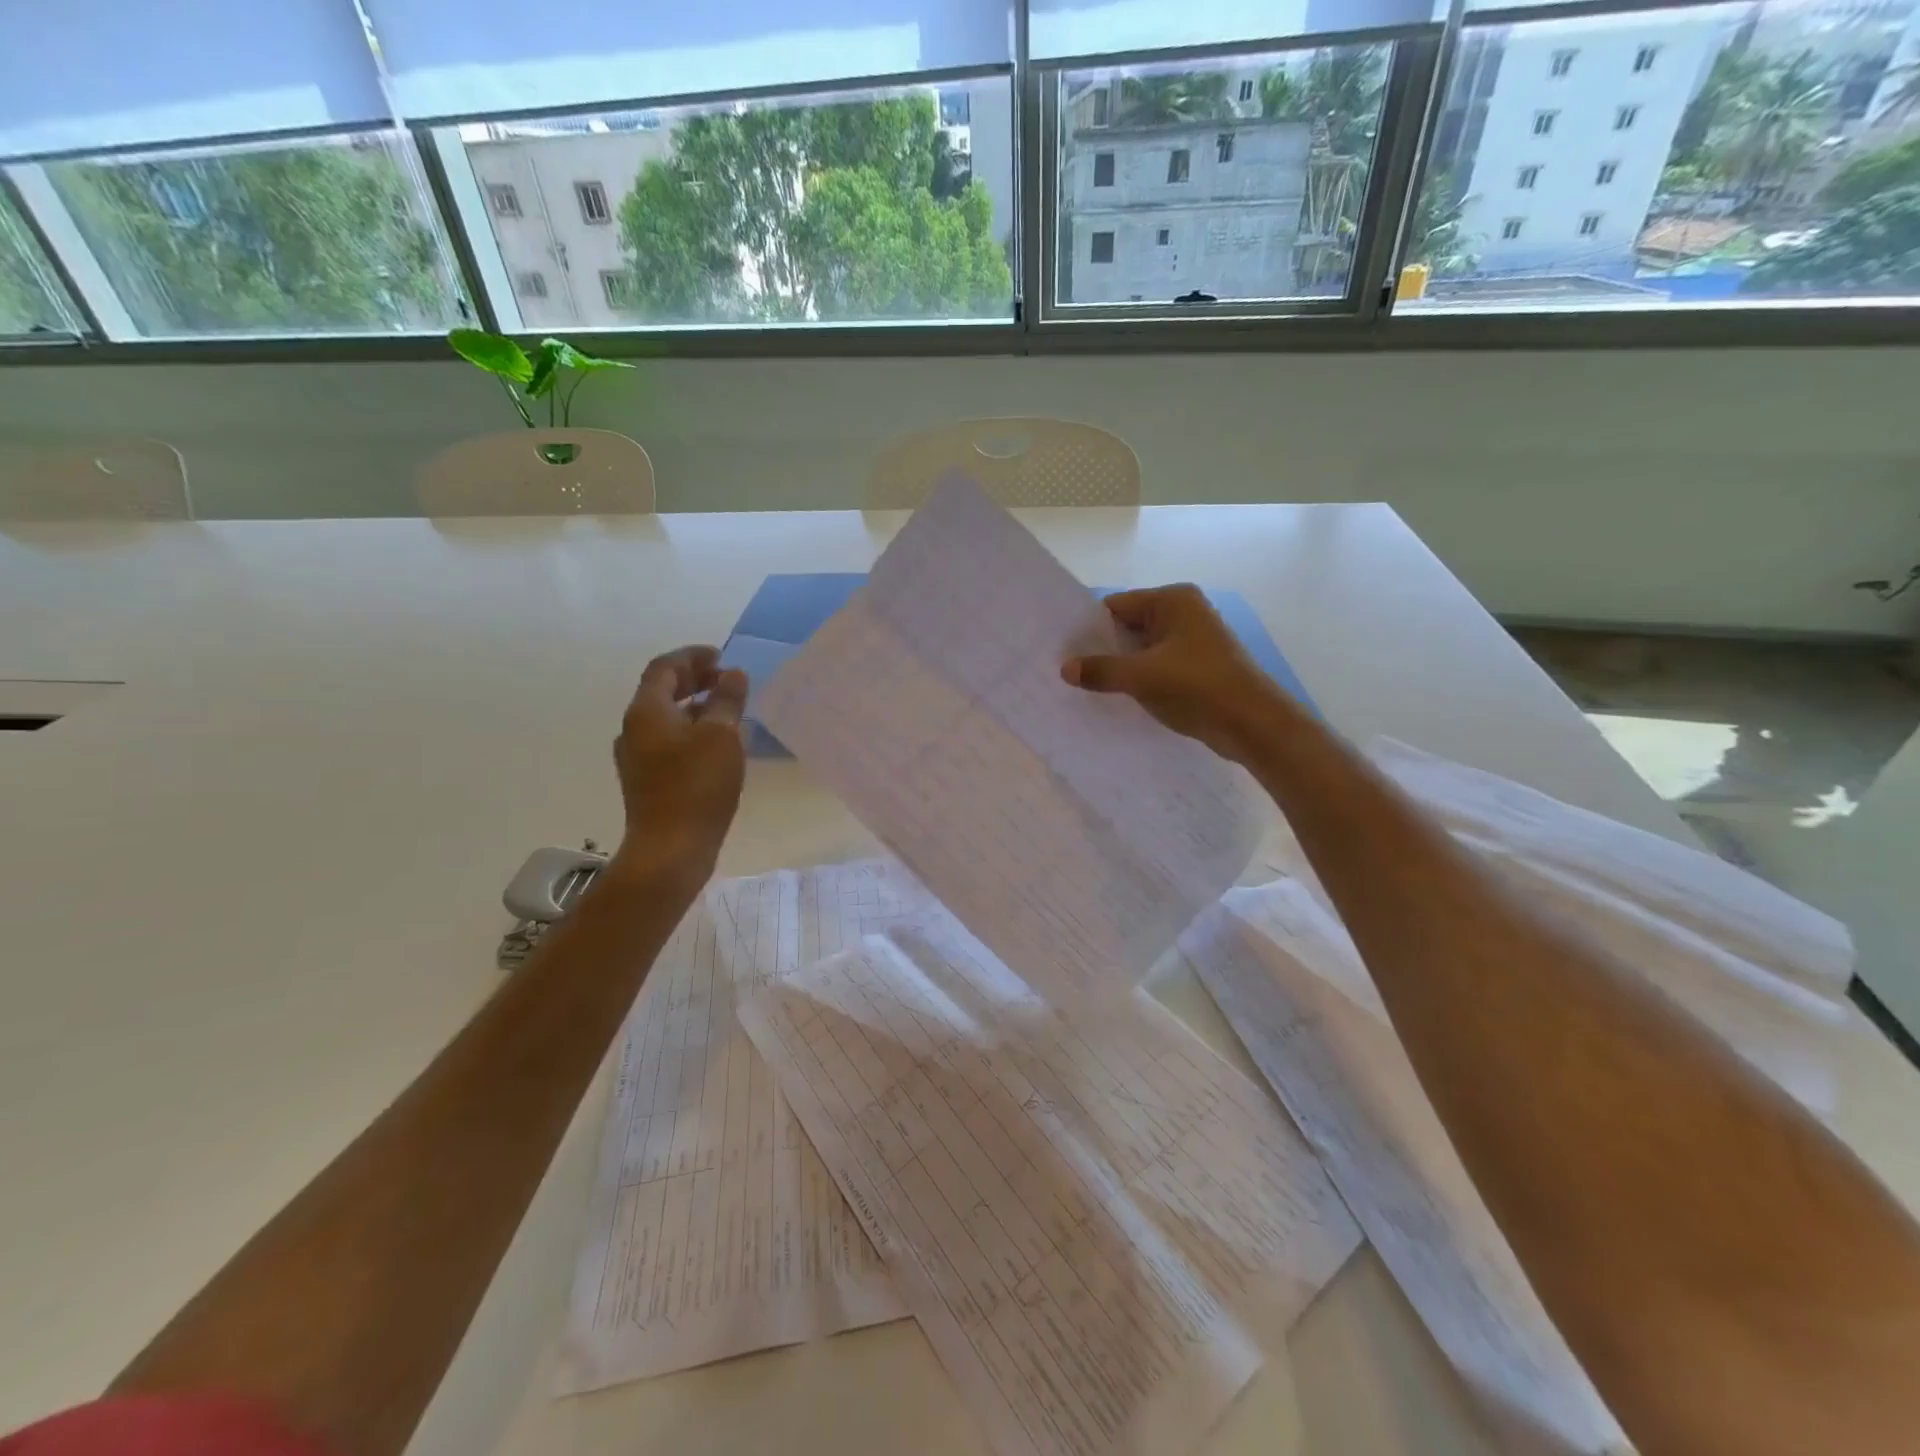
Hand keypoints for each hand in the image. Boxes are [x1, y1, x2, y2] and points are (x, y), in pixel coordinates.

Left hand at [608, 646, 746, 888]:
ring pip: (666, 719)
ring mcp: (637, 758)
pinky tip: (716, 745)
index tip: (721, 656)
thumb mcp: (721, 736)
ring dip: (694, 706)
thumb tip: (732, 674)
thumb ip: (727, 700)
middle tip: (725, 679)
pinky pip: (669, 742)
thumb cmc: (697, 786)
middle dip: (693, 680)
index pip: (665, 668)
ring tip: (726, 710)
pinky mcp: (648, 781)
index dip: (692, 657)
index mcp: (647, 712)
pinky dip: (691, 731)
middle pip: (661, 692)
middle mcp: (634, 730)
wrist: (670, 850)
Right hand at [1061, 584, 1283, 760]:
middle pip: (1128, 626)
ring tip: (1086, 686)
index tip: (1062, 650)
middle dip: (1101, 649)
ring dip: (1119, 667)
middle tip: (1067, 670)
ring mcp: (1192, 640)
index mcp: (1173, 601)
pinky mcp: (1197, 666)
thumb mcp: (1141, 677)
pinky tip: (1117, 696)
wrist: (1252, 724)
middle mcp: (1184, 612)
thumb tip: (1065, 669)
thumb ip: (1101, 670)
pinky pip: (1156, 666)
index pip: (1116, 606)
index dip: (1088, 628)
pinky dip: (1138, 678)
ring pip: (1141, 649)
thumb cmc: (1197, 687)